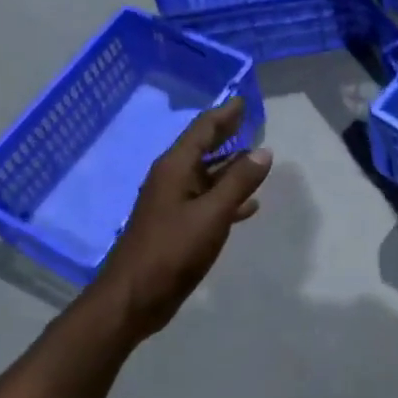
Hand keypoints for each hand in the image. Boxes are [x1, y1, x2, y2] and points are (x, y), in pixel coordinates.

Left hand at [90, 99, 272, 338]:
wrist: (134, 296)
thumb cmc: (172, 251)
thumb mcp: (211, 214)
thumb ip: (239, 182)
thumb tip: (263, 150)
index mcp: (175, 169)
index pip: (203, 130)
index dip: (224, 114)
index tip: (243, 100)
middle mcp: (172, 180)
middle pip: (203, 149)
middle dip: (227, 136)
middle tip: (251, 122)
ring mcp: (174, 204)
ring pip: (207, 177)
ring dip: (230, 167)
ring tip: (257, 159)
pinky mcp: (178, 227)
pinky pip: (208, 202)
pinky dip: (227, 197)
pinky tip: (248, 205)